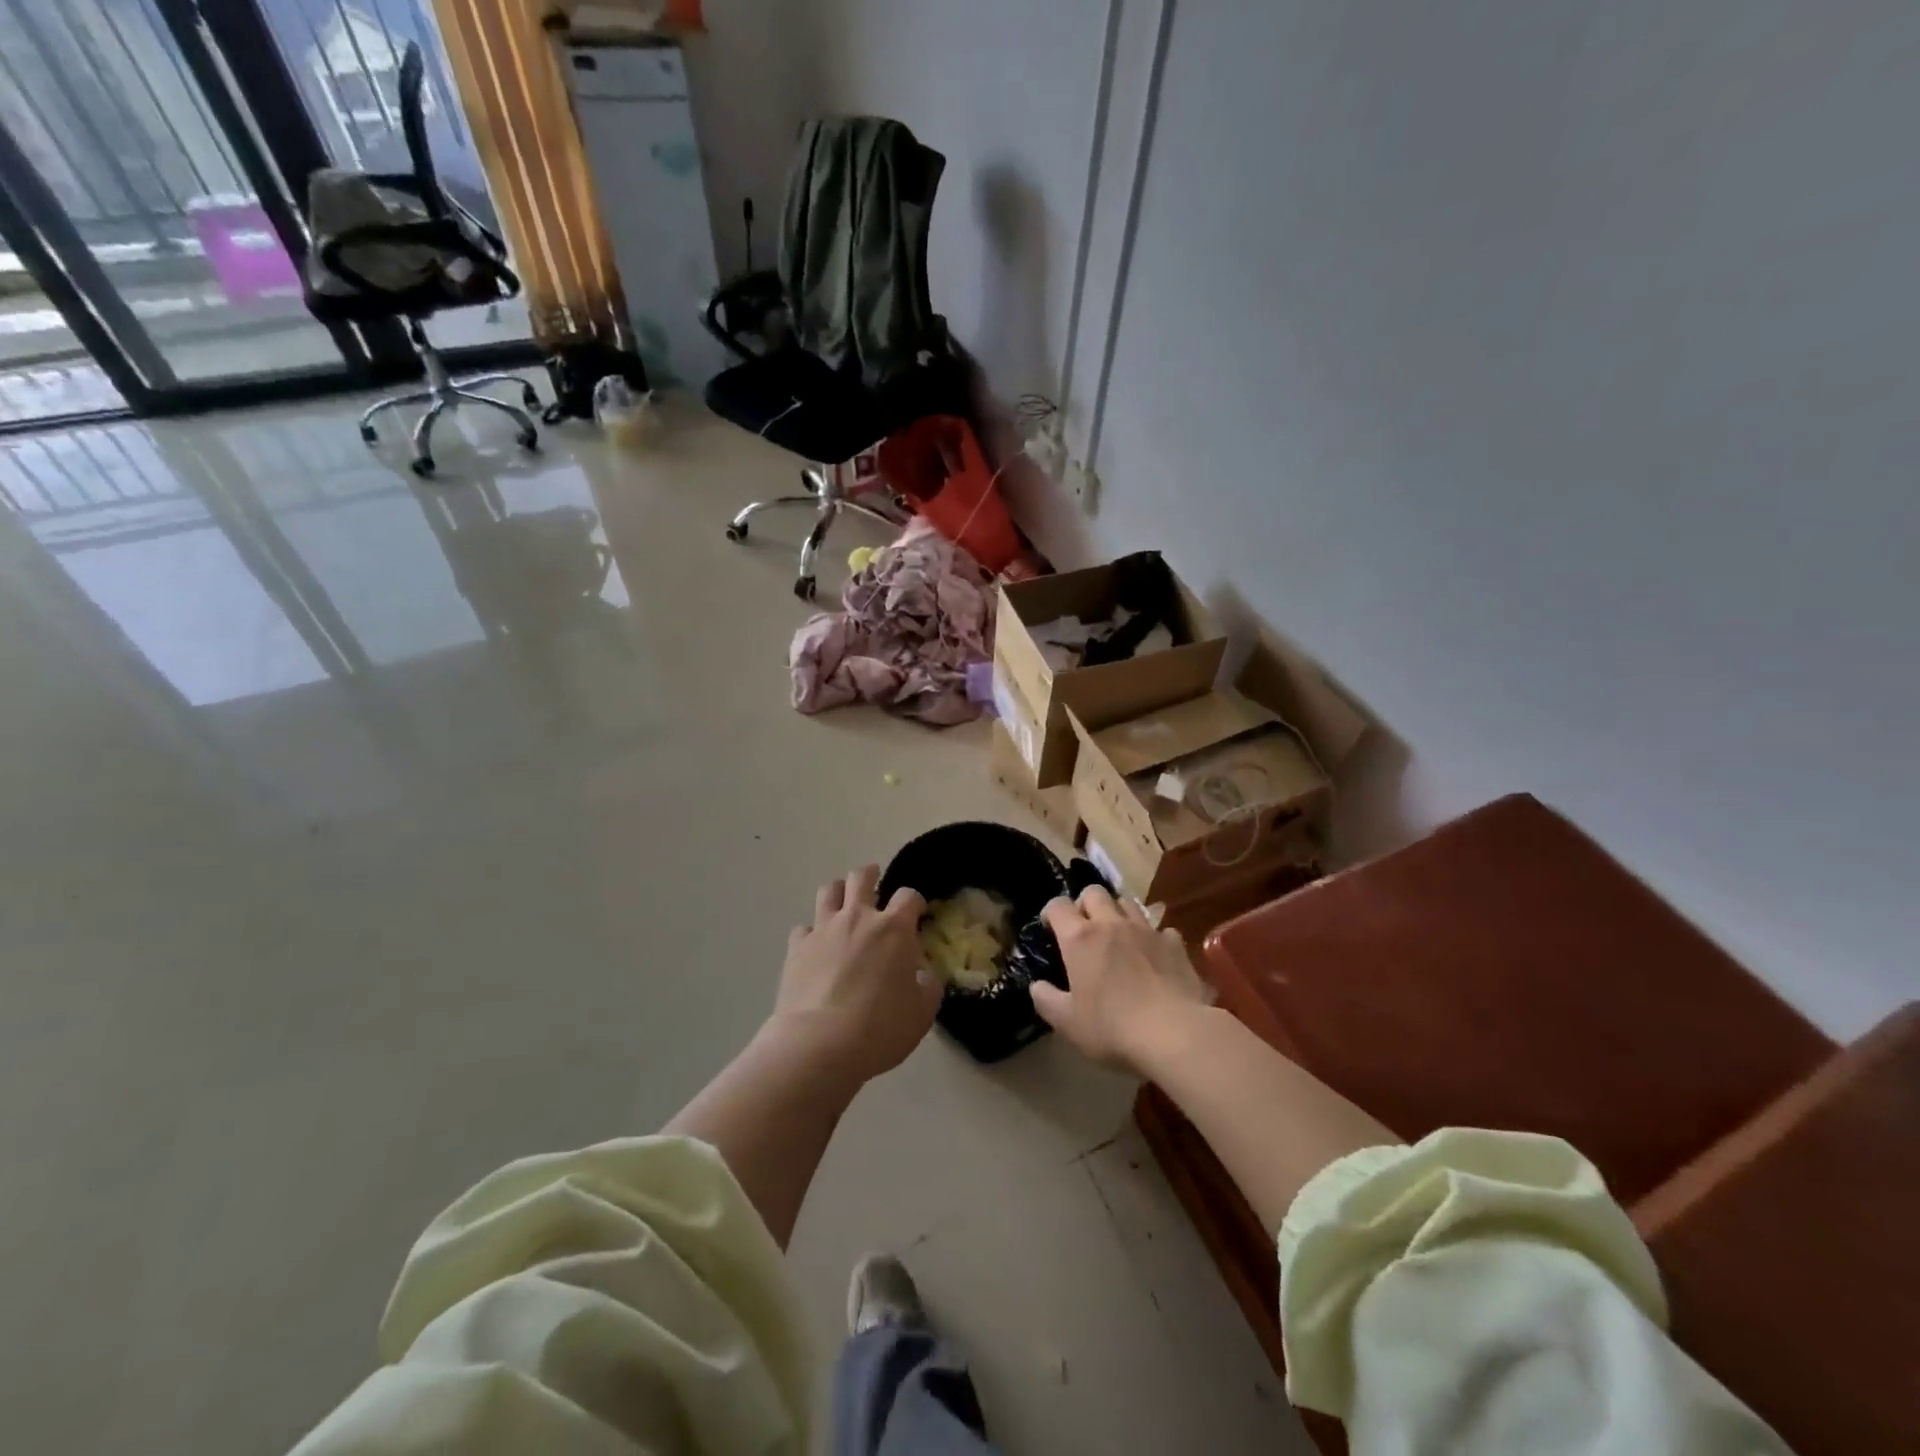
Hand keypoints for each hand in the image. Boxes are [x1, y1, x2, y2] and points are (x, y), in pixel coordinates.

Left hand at [768, 865, 936, 1085]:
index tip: (917, 914)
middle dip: (871, 875)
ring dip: (839, 892)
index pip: (908, 896)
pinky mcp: (796, 947)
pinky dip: (812, 932)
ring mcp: (823, 929)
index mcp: (894, 928)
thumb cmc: (880, 1028)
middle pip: (862, 877)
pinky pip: (803, 927)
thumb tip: (923, 975)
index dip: (915, 901)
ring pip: (829, 890)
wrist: (819, 1044)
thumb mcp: (922, 1012)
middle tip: (875, 885)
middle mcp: (858, 918)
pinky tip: (816, 946)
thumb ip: (928, 986)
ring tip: (843, 904)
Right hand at [1031, 885, 1210, 1074]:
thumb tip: (1037, 986)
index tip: (1050, 929)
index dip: (1050, 912)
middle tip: (1084, 927)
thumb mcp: (1067, 1022)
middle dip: (1085, 903)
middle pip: (1094, 892)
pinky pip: (1161, 929)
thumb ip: (1046, 1000)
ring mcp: (1146, 930)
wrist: (1174, 1033)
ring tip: (1118, 936)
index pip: (1057, 905)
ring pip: (1128, 903)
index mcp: (1080, 938)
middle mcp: (1111, 924)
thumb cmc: (1112, 1027)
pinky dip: (1153, 937)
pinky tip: (1154, 956)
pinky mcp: (1175, 944)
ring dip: (1118, 913)